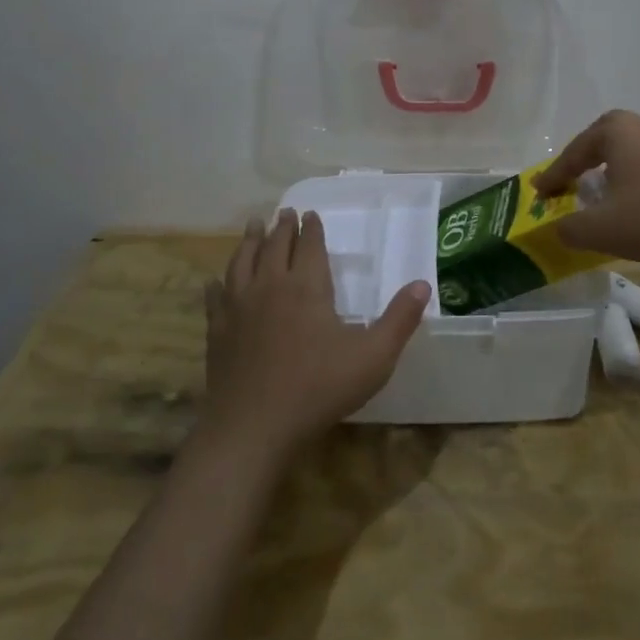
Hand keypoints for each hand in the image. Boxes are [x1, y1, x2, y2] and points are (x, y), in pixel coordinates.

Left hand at [201, 210, 429, 461]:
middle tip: (284, 212)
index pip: (309, 246)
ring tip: (253, 226)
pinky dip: (218, 284)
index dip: (312, 229)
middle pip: (275, 246)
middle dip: (282, 227)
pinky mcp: (218, 331)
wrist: (253, 427)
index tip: (311, 214)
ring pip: (242, 262)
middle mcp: (270, 286)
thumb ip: (399, 319)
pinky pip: (216, 297)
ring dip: (249, 241)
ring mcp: (239, 308)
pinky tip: (216, 281)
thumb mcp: (373, 357)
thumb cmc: (319, 389)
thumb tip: (423, 284)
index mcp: (307, 287)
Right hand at [532, 110, 639, 264]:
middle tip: (567, 184)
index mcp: (616, 130)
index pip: (573, 153)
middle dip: (580, 163)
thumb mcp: (600, 230)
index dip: (553, 177)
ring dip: (608, 171)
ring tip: (598, 194)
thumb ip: (568, 228)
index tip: (539, 194)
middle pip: (599, 142)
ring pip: (625, 152)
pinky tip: (634, 201)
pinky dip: (632, 178)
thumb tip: (559, 227)